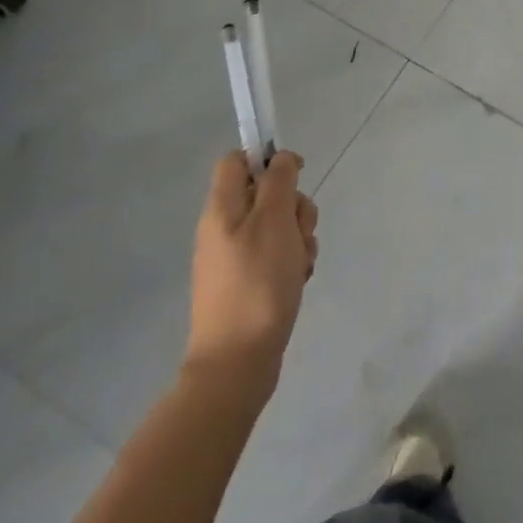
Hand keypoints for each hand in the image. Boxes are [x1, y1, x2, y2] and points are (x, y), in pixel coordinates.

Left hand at [187, 151, 317, 400]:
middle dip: (294, 206)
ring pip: (277, 225)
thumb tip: (279, 159)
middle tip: (298, 230)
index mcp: (222, 208)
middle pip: (266, 193)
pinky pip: (276, 256)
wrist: (237, 363)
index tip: (295, 174)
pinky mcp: (247, 282)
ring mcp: (234, 257)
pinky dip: (291, 263)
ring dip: (298, 237)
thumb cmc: (257, 282)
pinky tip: (297, 281)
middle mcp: (224, 228)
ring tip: (299, 264)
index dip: (267, 159)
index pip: (237, 160)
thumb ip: (279, 181)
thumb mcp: (273, 220)